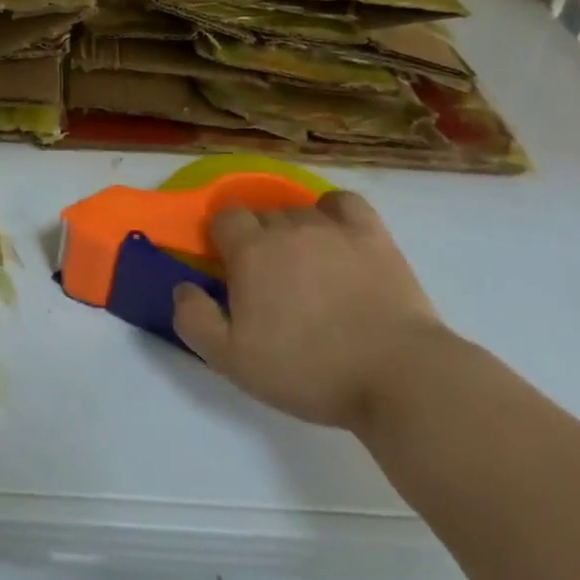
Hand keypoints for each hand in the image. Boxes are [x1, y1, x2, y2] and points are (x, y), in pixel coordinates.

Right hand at [171, 191, 450, 432]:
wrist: (397, 377)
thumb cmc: (309, 370)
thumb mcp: (232, 361)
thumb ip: (194, 319)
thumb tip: (182, 286)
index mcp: (250, 251)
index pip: (224, 218)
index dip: (222, 238)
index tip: (230, 269)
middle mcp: (287, 227)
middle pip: (261, 214)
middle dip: (258, 238)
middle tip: (269, 281)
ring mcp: (332, 227)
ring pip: (299, 210)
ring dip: (294, 230)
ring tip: (306, 267)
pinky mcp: (372, 235)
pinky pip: (343, 202)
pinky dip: (333, 212)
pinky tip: (335, 234)